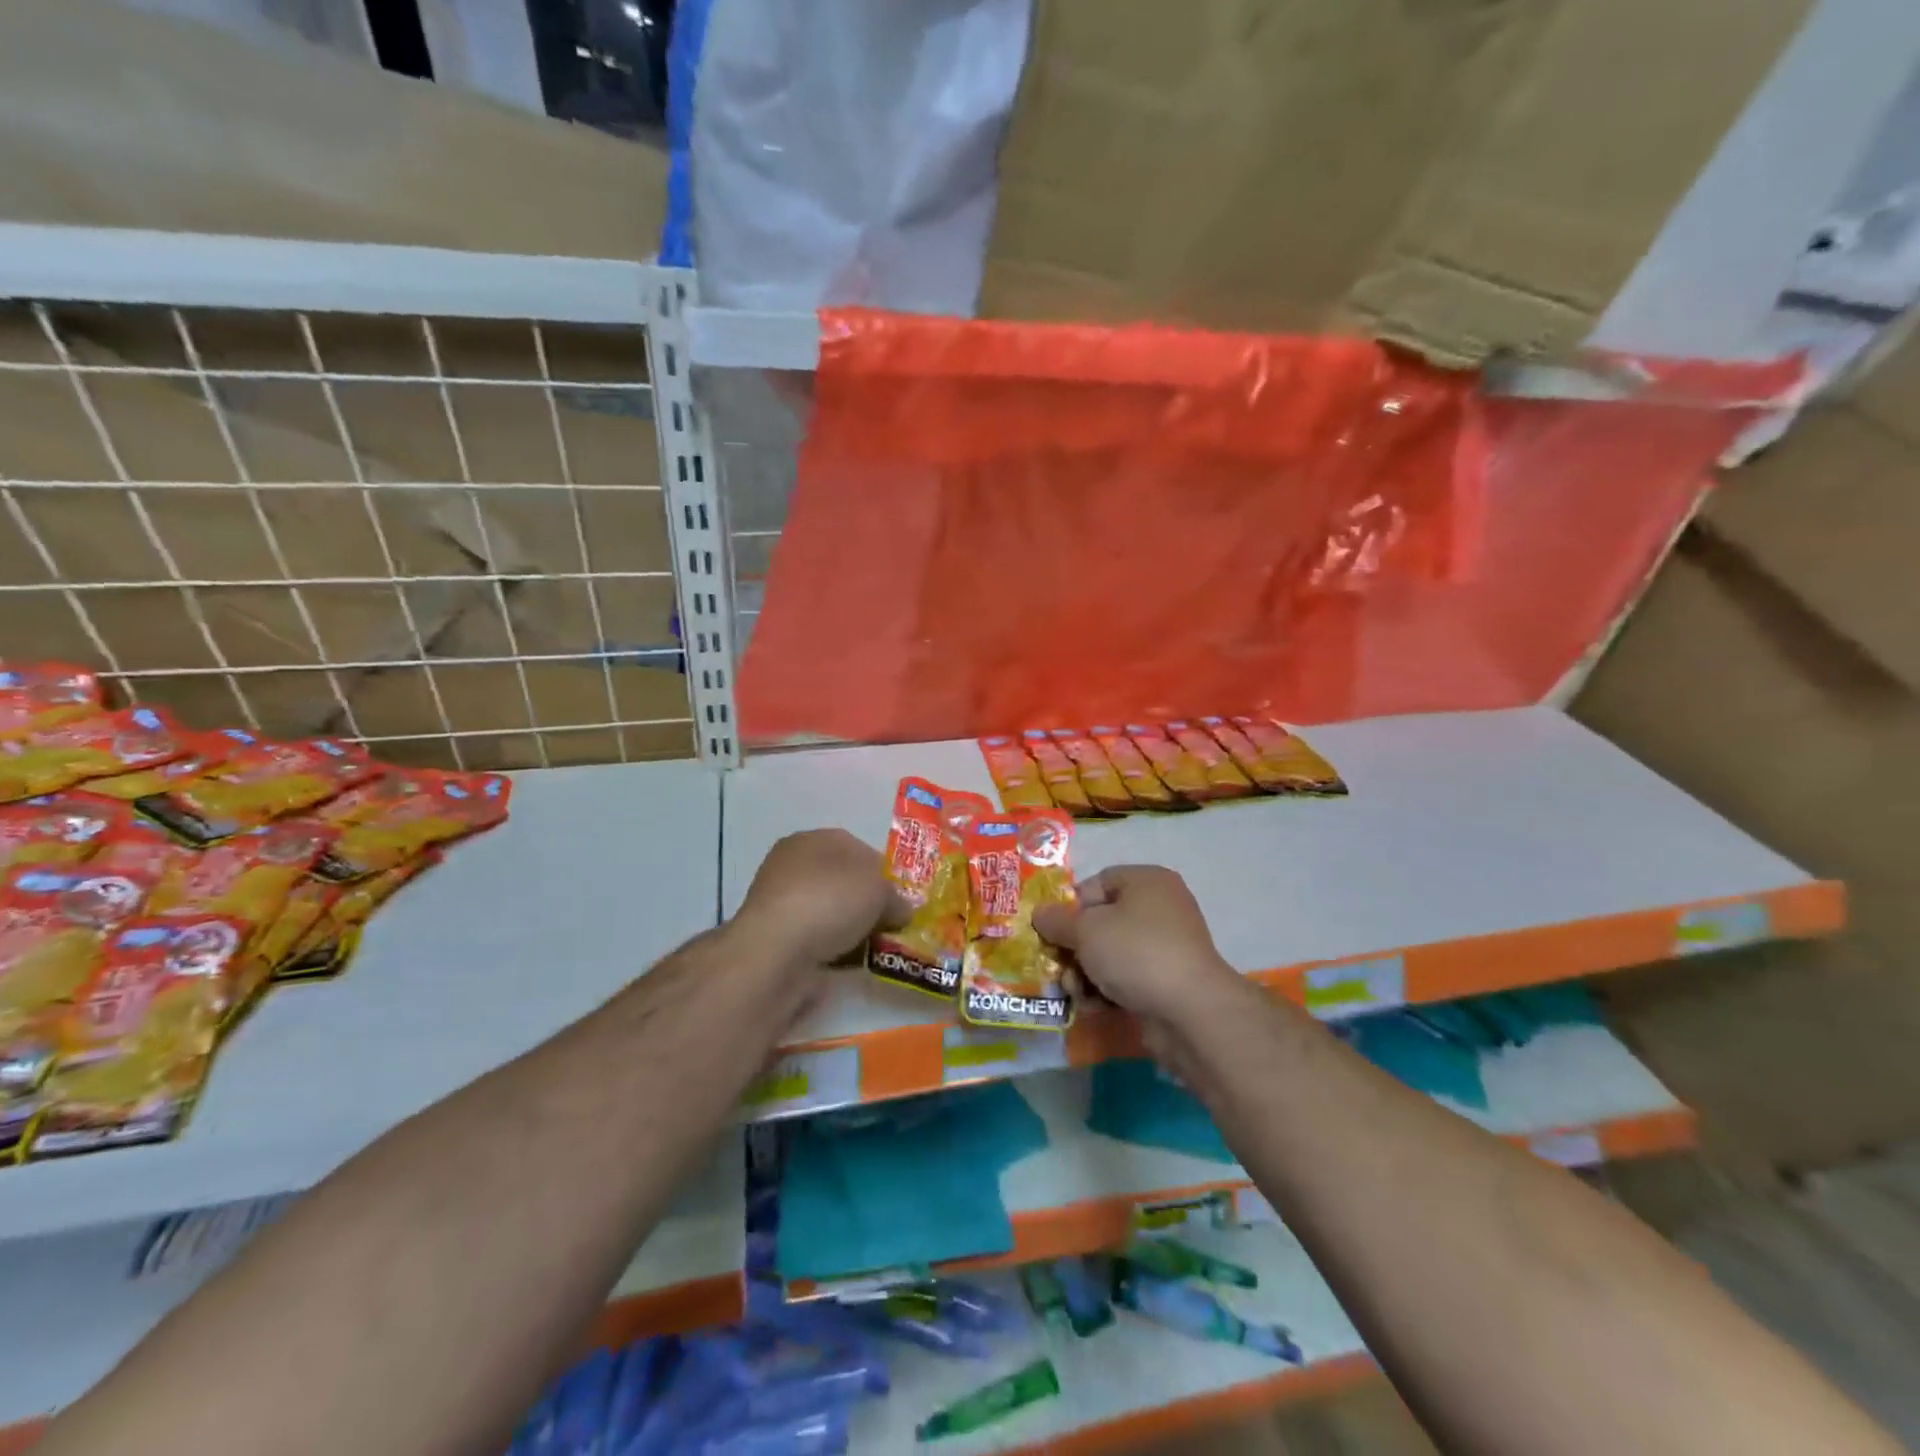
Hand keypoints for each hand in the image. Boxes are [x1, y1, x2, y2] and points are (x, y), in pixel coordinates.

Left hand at [733, 829, 908, 966]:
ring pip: (829, 912)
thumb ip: (896, 897)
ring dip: (850, 929)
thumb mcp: (879, 890)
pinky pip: (815, 939)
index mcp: (813, 839)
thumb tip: (900, 911)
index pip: (858, 849)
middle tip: (889, 925)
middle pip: (843, 882)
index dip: (883, 873)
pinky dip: (832, 949)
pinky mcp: (773, 938)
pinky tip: (847, 962)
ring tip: (873, 948)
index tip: (899, 900)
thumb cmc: (830, 901)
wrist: (776, 952)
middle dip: (866, 903)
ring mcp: (780, 902)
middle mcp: (792, 865)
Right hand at [1032, 865, 1238, 1024]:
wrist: (1190, 1011)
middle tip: (1059, 968)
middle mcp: (1161, 907)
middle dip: (1075, 948)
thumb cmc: (1135, 952)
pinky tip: (1094, 1007)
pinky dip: (1108, 989)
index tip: (1054, 932)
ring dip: (1086, 973)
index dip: (1070, 906)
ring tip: (1075, 993)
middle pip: (1101, 921)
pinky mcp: (1168, 980)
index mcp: (1146, 881)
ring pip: (1112, 953)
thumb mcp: (1085, 931)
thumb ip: (1057, 920)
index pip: (1097, 883)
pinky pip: (1128, 977)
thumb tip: (1040, 913)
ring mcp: (1167, 946)